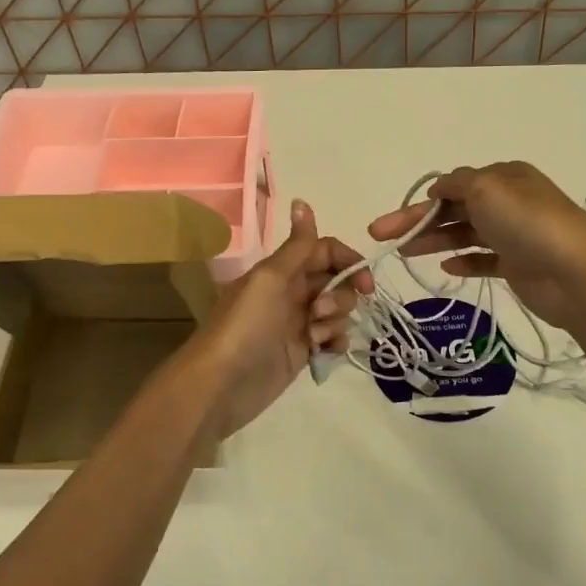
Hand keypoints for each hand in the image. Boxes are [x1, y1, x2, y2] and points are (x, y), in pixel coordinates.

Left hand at [186, 199, 372, 435]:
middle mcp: (291, 292)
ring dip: (336, 320)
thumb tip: (302, 201)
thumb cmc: (245, 325)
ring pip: (337, 310)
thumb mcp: (271, 278)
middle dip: (342, 295)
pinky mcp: (301, 353)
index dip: (348, 261)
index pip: (325, 251)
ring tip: (314, 338)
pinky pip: (332, 339)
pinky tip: (323, 351)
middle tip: (321, 312)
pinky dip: (335, 342)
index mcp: (282, 270)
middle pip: (336, 281)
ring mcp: (297, 323)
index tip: (364, 282)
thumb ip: (297, 245)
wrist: (221, 384)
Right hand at [367, 162, 585, 330]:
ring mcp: (513, 234)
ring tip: (404, 254)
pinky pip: (482, 260)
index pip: (453, 185)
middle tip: (381, 236)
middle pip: (453, 209)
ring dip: (434, 241)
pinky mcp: (517, 265)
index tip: (396, 219)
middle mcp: (507, 201)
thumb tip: (438, 189)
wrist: (575, 273)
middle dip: (417, 222)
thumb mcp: (486, 187)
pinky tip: (444, 268)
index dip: (422, 201)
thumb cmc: (527, 222)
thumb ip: (456, 182)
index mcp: (503, 177)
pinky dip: (463, 261)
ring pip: (464, 234)